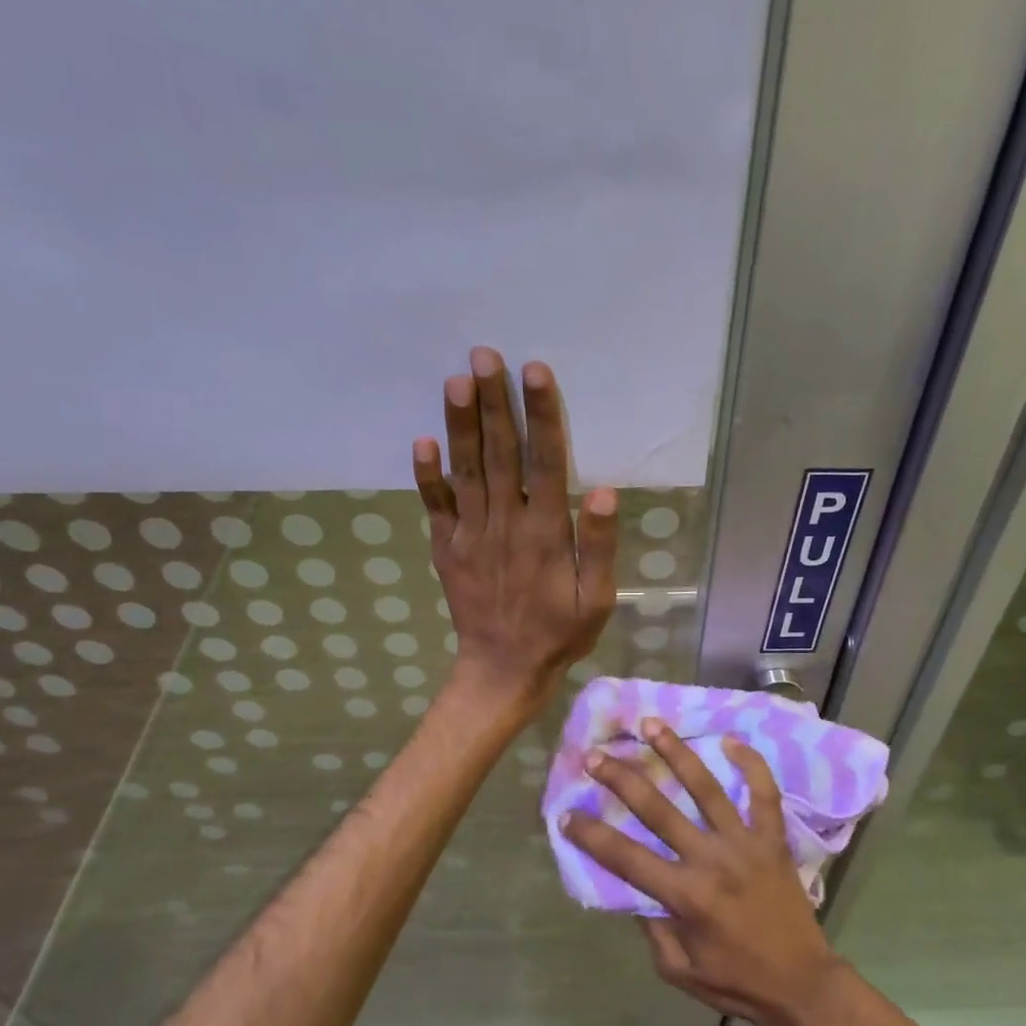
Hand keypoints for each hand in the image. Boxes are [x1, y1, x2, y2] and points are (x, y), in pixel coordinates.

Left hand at [415, 348, 616, 716]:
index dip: (542, 416)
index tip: (534, 373)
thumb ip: (601, 546)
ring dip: (461, 424)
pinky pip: (435, 507)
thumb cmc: (559, 634)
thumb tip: (603, 491)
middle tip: (485, 355)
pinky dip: (427, 475)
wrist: (502, 671)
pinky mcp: (448, 548)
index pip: (546, 462)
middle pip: (500, 454)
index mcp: (547, 533)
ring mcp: (471, 535)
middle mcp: (506, 524)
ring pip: (466, 471)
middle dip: (495, 403)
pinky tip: (422, 441)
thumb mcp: (598, 599)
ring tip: (457, 380)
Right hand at [562, 720, 851, 1025]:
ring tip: (652, 724)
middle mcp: (711, 860)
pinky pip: (764, 793)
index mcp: (685, 896)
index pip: (626, 858)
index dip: (592, 835)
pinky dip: (751, 765)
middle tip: (595, 755)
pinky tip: (730, 741)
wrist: (803, 985)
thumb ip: (652, 926)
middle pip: (658, 810)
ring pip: (706, 788)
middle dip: (622, 779)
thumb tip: (634, 887)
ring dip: (676, 753)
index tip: (566, 814)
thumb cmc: (737, 981)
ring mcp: (745, 844)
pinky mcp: (773, 839)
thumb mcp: (678, 970)